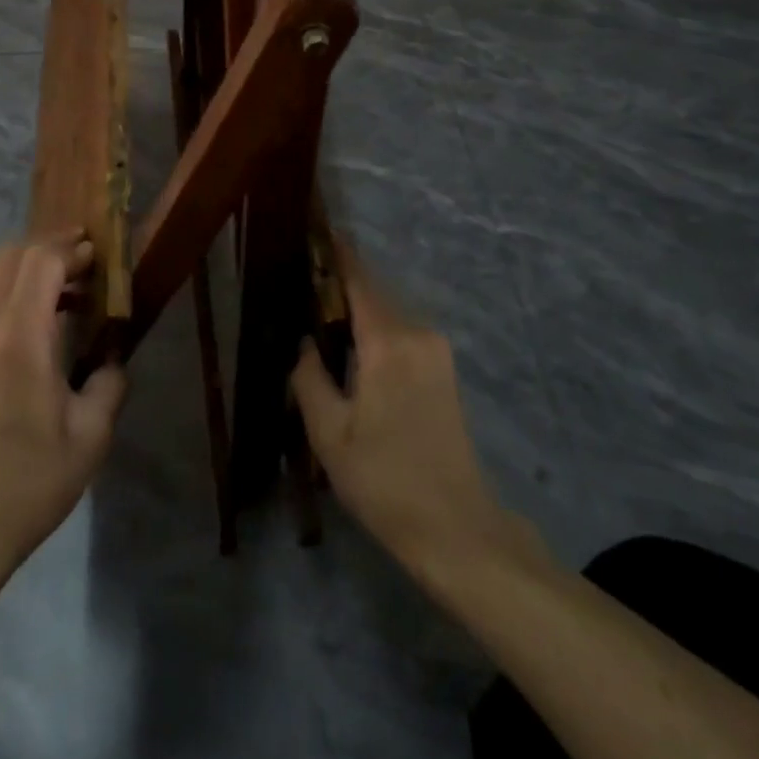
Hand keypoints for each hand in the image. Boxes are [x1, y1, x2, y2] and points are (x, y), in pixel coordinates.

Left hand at [0, 233, 127, 568]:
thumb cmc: (32, 478)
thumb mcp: (91, 434)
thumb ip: (109, 383)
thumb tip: (112, 359)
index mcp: (19, 337)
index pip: (41, 261)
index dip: (72, 248)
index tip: (99, 255)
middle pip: (10, 255)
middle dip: (49, 246)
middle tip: (85, 260)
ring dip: (28, 265)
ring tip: (67, 288)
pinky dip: (13, 287)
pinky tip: (42, 317)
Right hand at [292, 246, 544, 581]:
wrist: (458, 530)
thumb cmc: (385, 480)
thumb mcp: (330, 433)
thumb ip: (309, 376)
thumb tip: (304, 341)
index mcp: (389, 342)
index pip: (358, 279)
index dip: (336, 251)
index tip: (315, 228)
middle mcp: (418, 334)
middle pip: (373, 293)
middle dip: (339, 284)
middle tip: (301, 284)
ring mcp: (437, 351)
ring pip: (387, 314)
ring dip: (357, 311)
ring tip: (319, 318)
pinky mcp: (444, 371)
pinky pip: (401, 333)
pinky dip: (374, 331)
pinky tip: (351, 351)